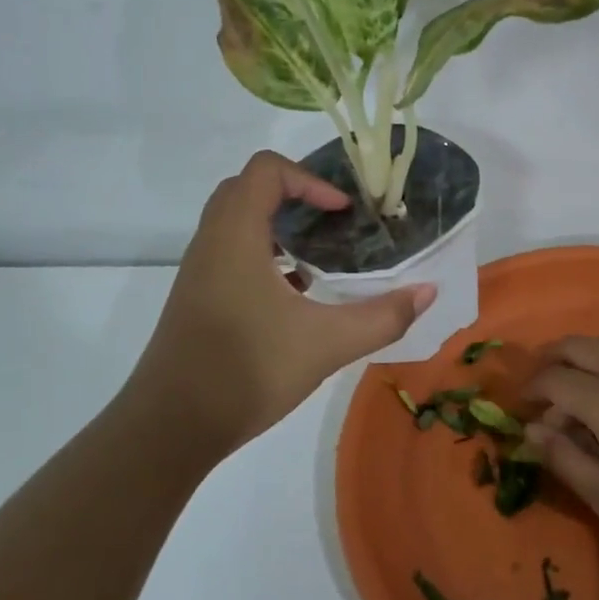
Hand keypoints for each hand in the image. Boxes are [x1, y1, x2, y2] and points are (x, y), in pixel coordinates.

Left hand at [123, 152, 434, 452]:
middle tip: (334, 224)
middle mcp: (211, 244)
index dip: (310, 180)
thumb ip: (383, 316)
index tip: (342, 212)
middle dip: (295, 196)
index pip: (266, 171)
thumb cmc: (247, 371)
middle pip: (247, 189)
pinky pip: (231, 254)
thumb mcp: (328, 344)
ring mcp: (199, 273)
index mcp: (236, 236)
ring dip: (279, 226)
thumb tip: (428, 291)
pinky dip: (265, 256)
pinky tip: (296, 296)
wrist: (169, 428)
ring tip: (321, 258)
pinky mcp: (197, 300)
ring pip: (236, 223)